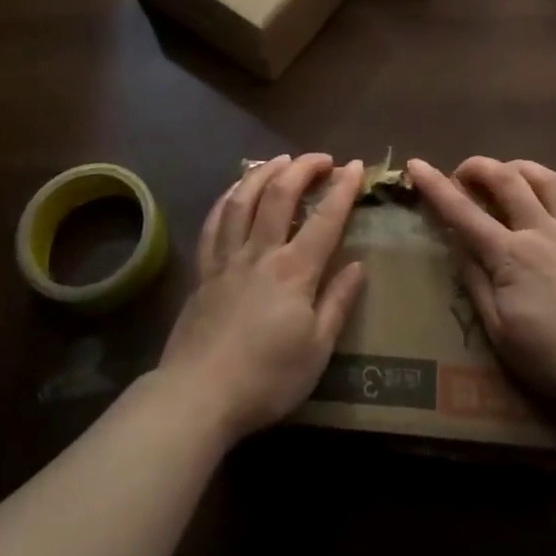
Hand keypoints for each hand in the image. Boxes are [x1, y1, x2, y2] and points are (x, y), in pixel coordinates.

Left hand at [157, 154, 365, 442]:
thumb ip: (337, 302)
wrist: (198, 396)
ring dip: (264, 172)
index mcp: (294, 271)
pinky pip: (214, 223)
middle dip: (303, 169)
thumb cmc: (267, 378)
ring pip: (243, 199)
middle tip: (321, 159)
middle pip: (280, 195)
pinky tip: (235, 190)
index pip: (325, 219)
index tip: (354, 166)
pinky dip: (227, 199)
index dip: (342, 189)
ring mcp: (227, 258)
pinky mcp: (203, 271)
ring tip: (280, 159)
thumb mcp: (317, 350)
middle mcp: (260, 253)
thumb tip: (358, 265)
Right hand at [409, 157, 555, 415]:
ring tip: (505, 173)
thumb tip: (458, 245)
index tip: (415, 165)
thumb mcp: (501, 333)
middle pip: (506, 180)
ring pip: (544, 177)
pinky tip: (551, 188)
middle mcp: (540, 231)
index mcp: (510, 256)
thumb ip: (476, 284)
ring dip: (517, 167)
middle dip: (477, 167)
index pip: (463, 213)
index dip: (436, 187)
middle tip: (461, 173)